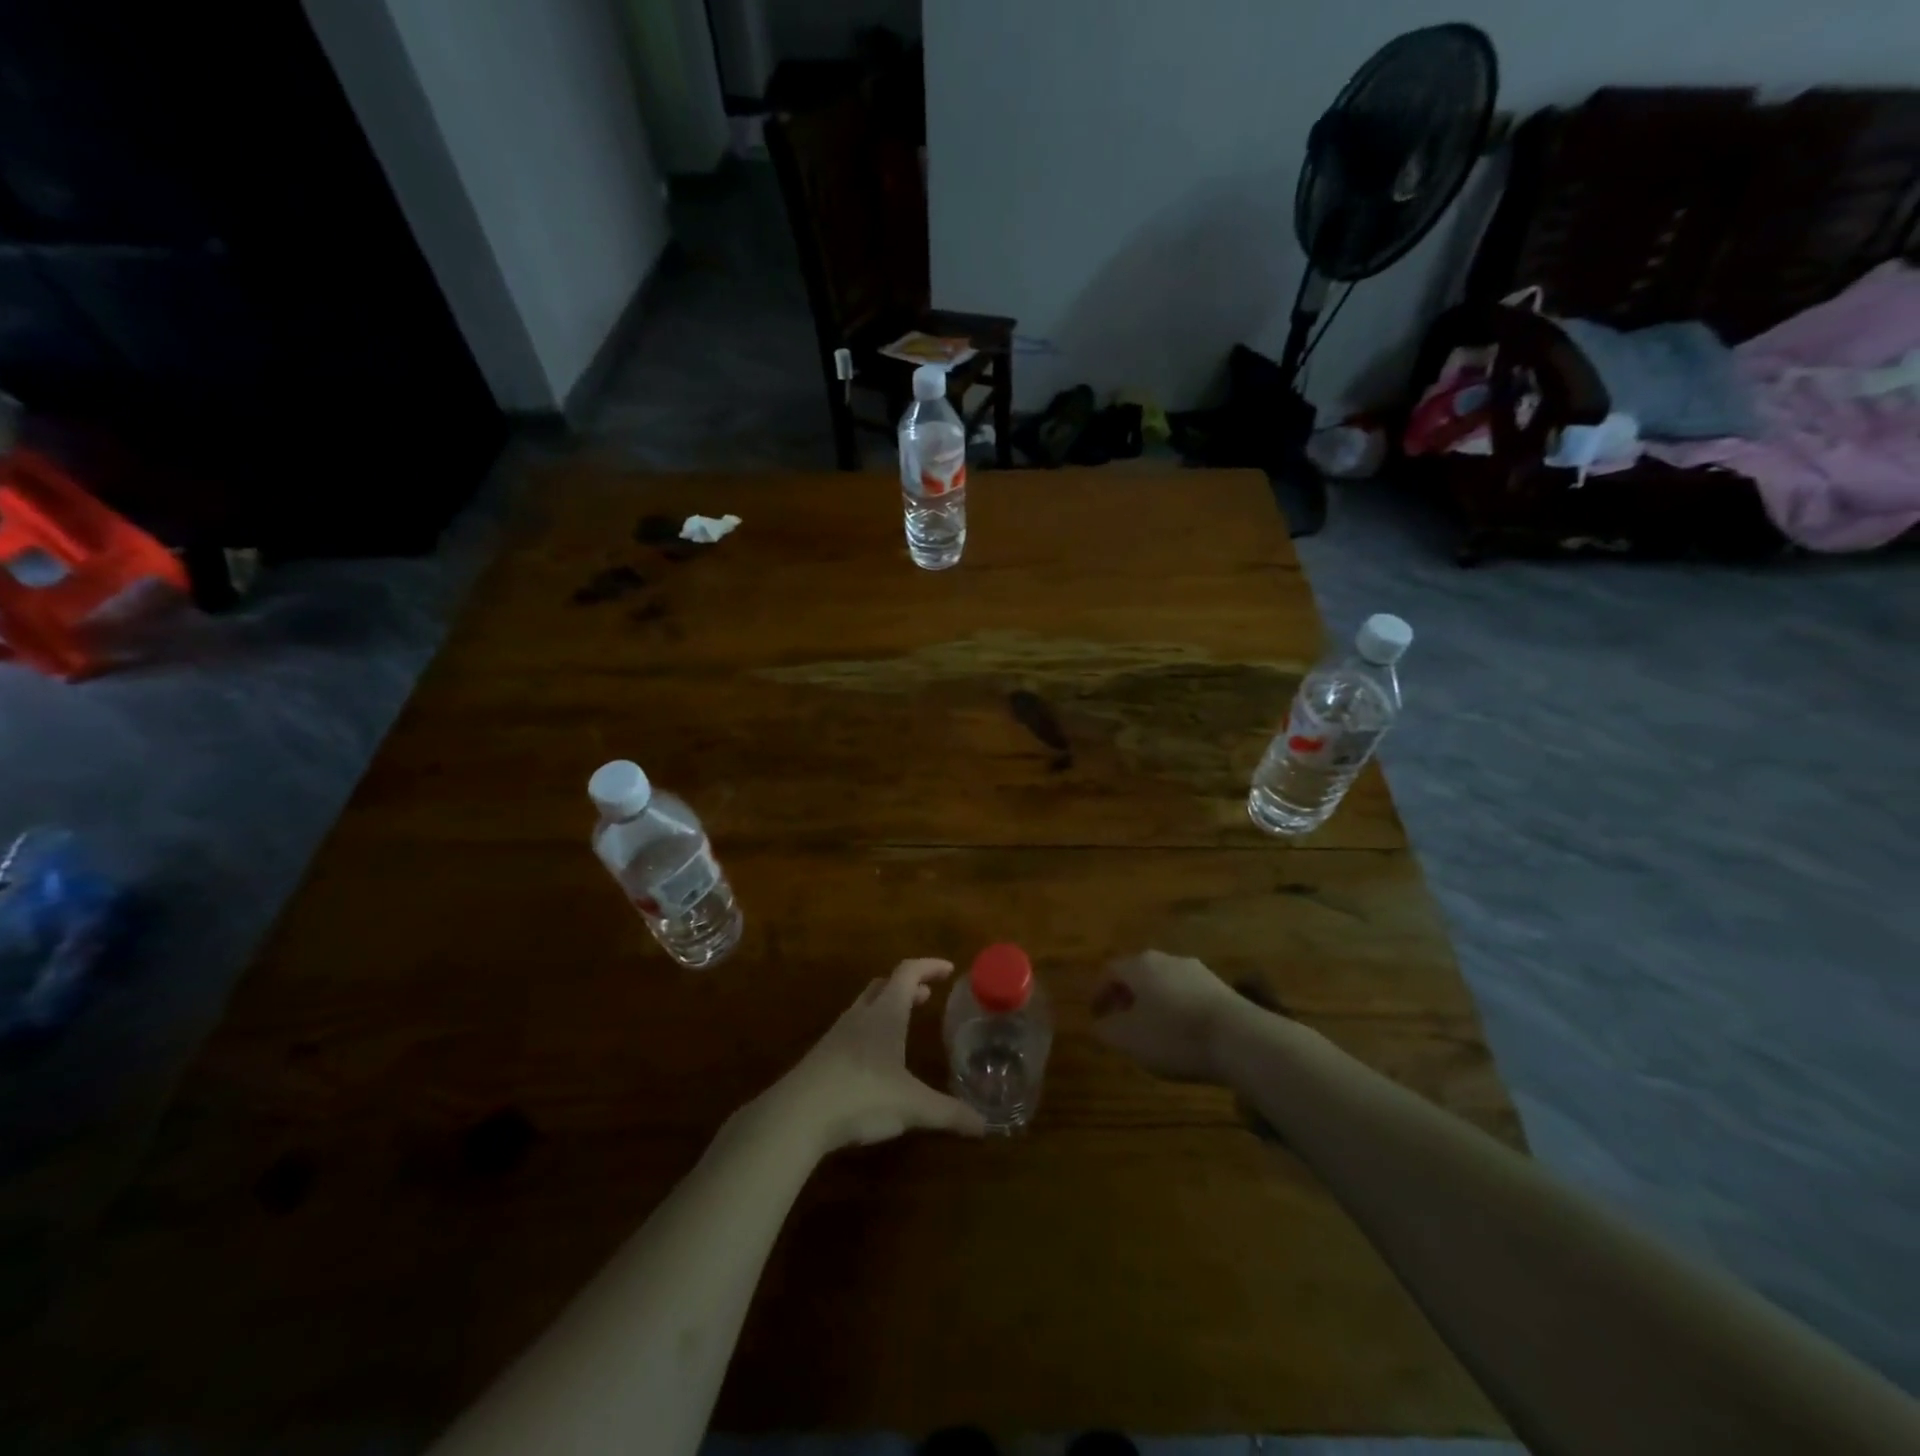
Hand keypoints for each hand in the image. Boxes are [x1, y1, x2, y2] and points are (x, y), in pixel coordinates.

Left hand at [769, 959, 987, 1153]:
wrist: (797, 1114)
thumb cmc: (861, 1095)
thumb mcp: (912, 1106)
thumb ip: (949, 1113)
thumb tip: (984, 1126)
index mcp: (885, 1013)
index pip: (908, 972)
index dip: (929, 966)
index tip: (949, 969)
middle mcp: (861, 1015)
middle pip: (884, 985)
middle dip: (907, 986)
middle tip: (926, 996)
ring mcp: (838, 1034)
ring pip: (865, 1006)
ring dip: (886, 1007)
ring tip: (902, 1023)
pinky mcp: (822, 1056)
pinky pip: (852, 1030)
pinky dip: (869, 1030)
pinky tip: (874, 1058)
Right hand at [1091, 950, 1257, 1083]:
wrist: (1239, 1038)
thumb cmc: (1174, 1035)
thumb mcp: (1129, 1039)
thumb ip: (1107, 1029)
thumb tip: (1099, 1023)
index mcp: (1140, 965)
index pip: (1110, 971)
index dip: (1099, 993)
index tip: (1096, 1016)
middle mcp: (1166, 959)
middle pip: (1138, 973)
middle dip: (1127, 996)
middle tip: (1121, 1021)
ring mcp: (1196, 971)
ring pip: (1164, 983)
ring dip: (1153, 1002)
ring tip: (1153, 1030)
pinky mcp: (1220, 987)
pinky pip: (1187, 994)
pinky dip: (1177, 1009)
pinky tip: (1182, 1033)